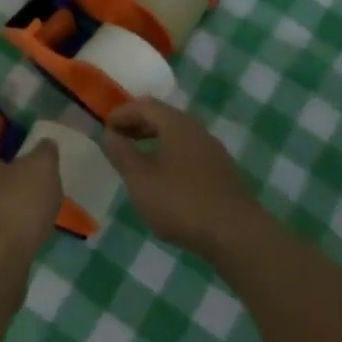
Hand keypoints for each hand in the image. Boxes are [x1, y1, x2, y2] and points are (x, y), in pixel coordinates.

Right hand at [104, 99, 263, 259]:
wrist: (236, 235)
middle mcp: (197, 130)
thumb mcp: (140, 179)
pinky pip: (188, 152)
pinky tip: (162, 179)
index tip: (104, 128)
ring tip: (136, 161)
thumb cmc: (181, 203)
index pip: (144, 105)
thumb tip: (109, 134)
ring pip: (177, 135)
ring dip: (153, 141)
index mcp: (177, 124)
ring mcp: (213, 151)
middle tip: (117, 141)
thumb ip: (121, 153)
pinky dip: (169, 155)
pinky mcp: (221, 172)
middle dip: (137, 125)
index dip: (121, 113)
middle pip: (162, 117)